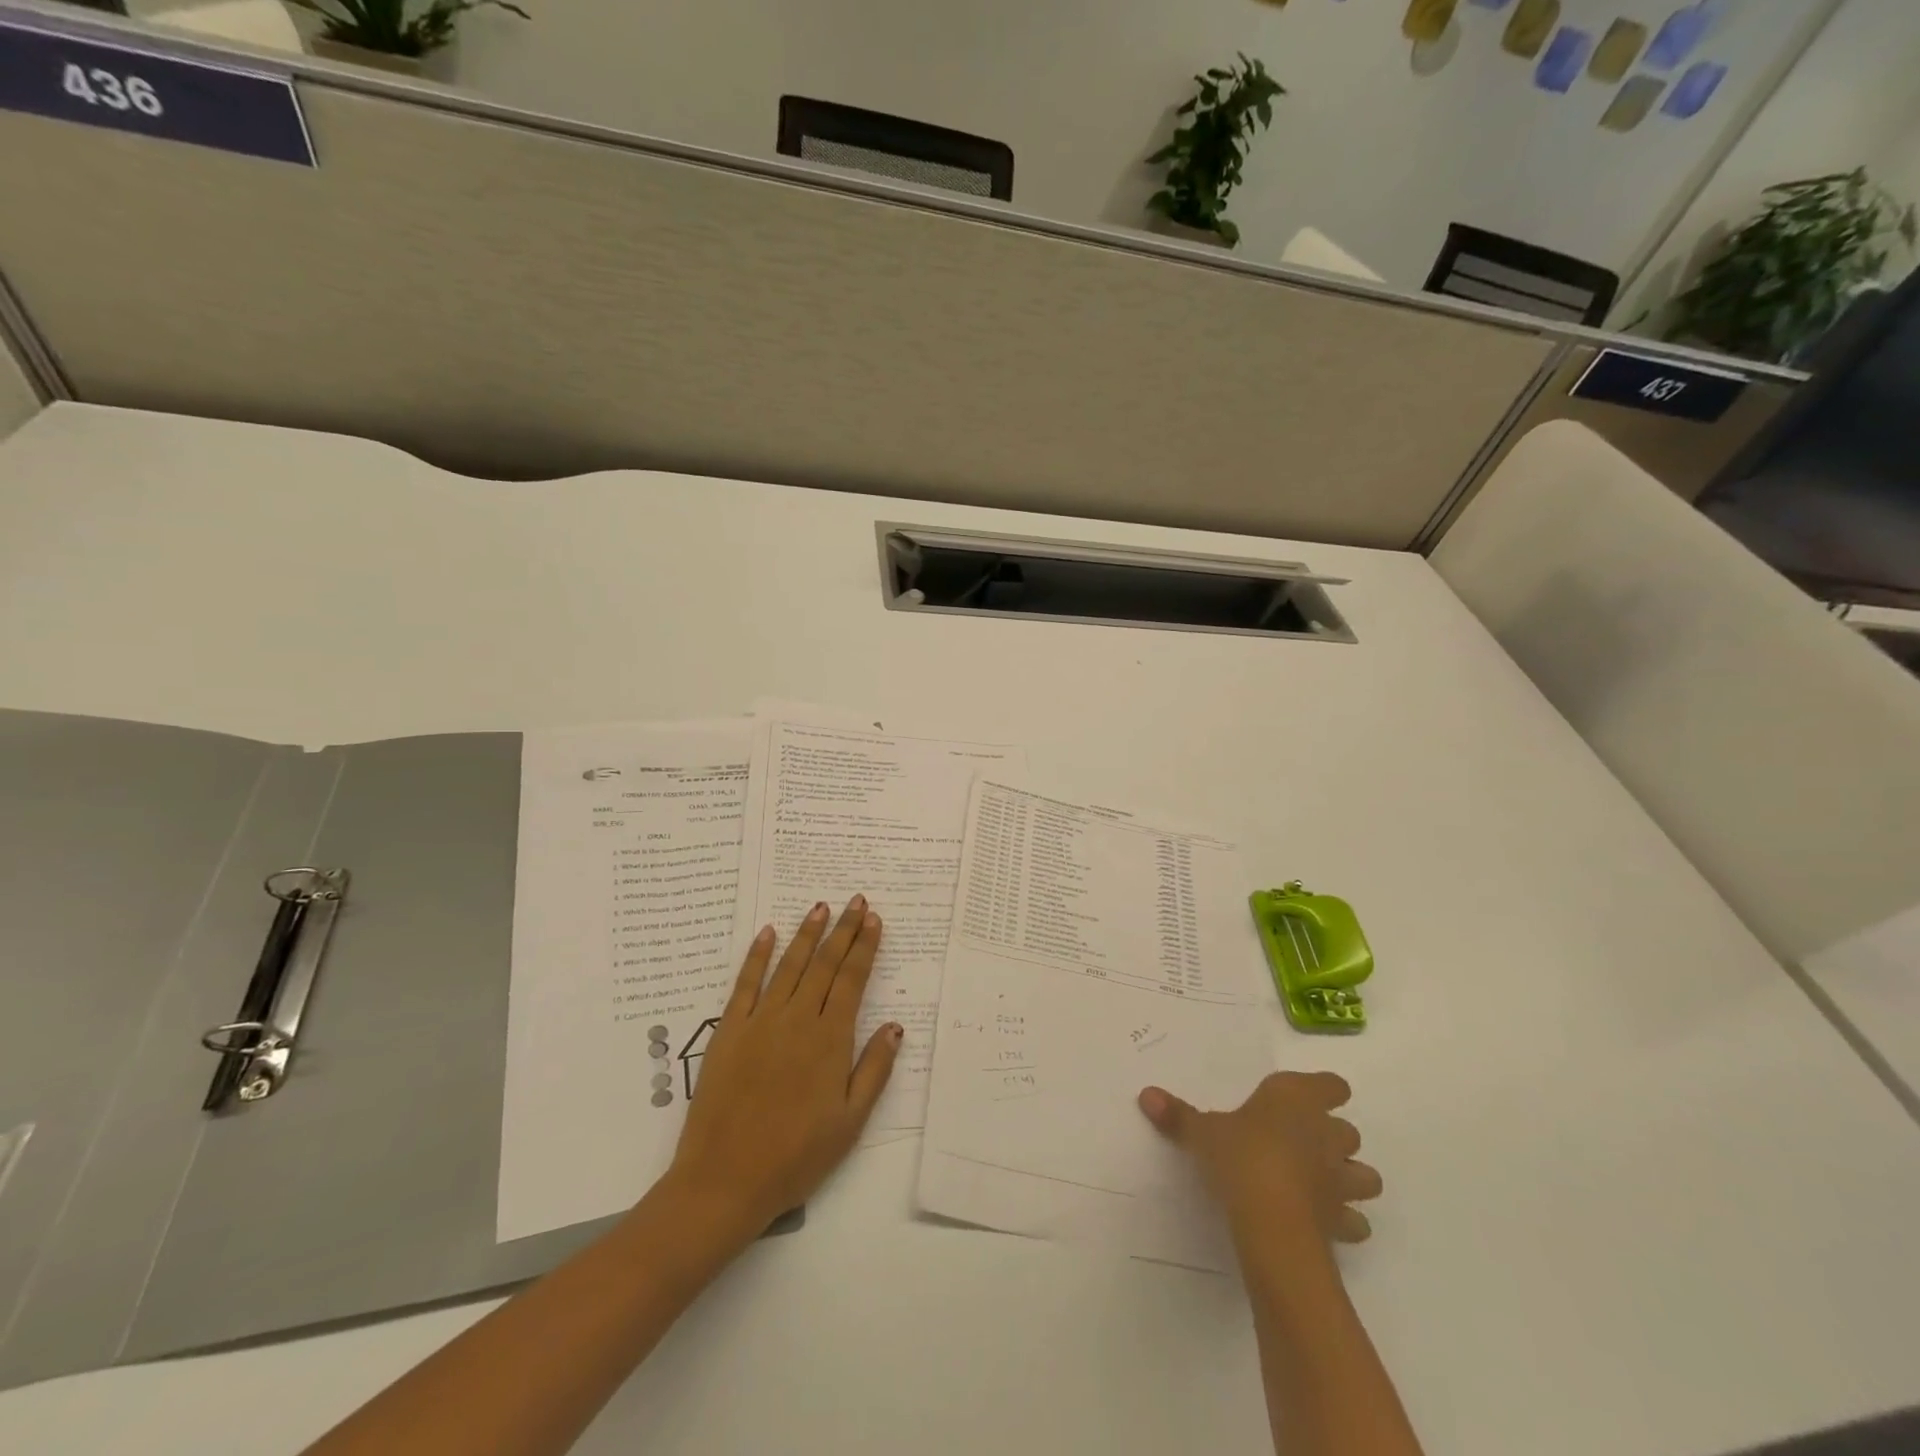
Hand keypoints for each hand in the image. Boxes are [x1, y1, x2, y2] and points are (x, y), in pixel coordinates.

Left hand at [666, 897, 902, 1236]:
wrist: (725, 1180)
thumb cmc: (796, 1157)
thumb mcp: (850, 1123)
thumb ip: (874, 1070)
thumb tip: (895, 1026)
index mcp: (830, 1040)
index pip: (852, 980)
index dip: (864, 947)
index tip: (874, 920)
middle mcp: (797, 1020)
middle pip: (824, 964)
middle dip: (843, 930)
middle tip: (857, 901)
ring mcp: (760, 1022)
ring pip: (789, 966)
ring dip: (807, 934)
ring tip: (820, 907)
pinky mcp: (729, 1031)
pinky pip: (745, 984)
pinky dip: (757, 956)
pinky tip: (767, 933)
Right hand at [1139, 1072, 1382, 1246]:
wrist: (1272, 1221)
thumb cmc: (1239, 1156)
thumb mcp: (1201, 1131)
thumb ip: (1178, 1114)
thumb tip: (1145, 1094)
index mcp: (1295, 1099)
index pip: (1331, 1084)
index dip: (1323, 1090)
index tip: (1305, 1098)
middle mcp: (1325, 1133)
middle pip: (1348, 1129)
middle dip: (1332, 1136)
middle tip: (1301, 1142)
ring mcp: (1340, 1178)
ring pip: (1365, 1174)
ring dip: (1350, 1177)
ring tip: (1322, 1182)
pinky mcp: (1343, 1220)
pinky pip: (1355, 1220)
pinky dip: (1345, 1220)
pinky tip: (1324, 1222)